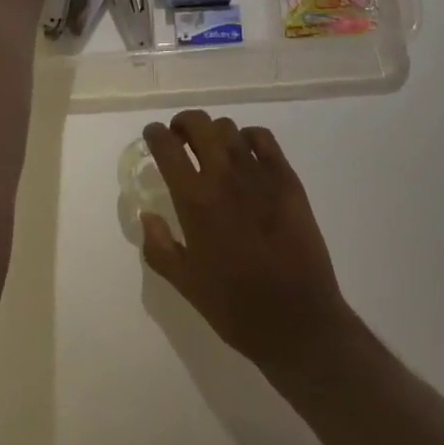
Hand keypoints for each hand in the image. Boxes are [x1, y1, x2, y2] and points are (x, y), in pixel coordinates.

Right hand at [140, 110, 356, 372]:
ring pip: (229, 128)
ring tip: (213, 149)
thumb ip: (159, 247)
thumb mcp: (186, 285)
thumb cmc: (236, 308)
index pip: (166, 147)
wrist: (298, 320)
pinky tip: (246, 154)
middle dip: (183, 124)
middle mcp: (223, 176)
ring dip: (214, 132)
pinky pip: (263, 138)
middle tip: (180, 138)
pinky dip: (248, 137)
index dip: (155, 134)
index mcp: (195, 201)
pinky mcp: (286, 177)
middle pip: (198, 124)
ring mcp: (258, 173)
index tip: (153, 136)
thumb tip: (146, 215)